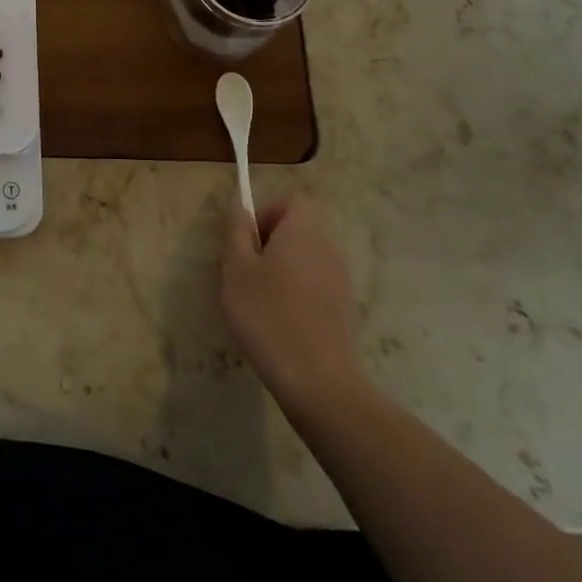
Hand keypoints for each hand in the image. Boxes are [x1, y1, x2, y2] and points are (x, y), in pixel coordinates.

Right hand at [220, 193, 366, 410]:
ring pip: (307, 259)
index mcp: (302, 233)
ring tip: (260, 300)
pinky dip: (298, 293)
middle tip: (245, 271)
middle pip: (300, 229)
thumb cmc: (267, 315)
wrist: (317, 380)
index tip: (248, 239)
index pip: (293, 201)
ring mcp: (340, 281)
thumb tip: (240, 207)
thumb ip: (237, 232)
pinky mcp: (344, 309)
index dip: (268, 211)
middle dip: (271, 242)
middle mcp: (327, 249)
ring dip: (284, 269)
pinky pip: (316, 285)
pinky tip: (280, 322)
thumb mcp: (236, 269)